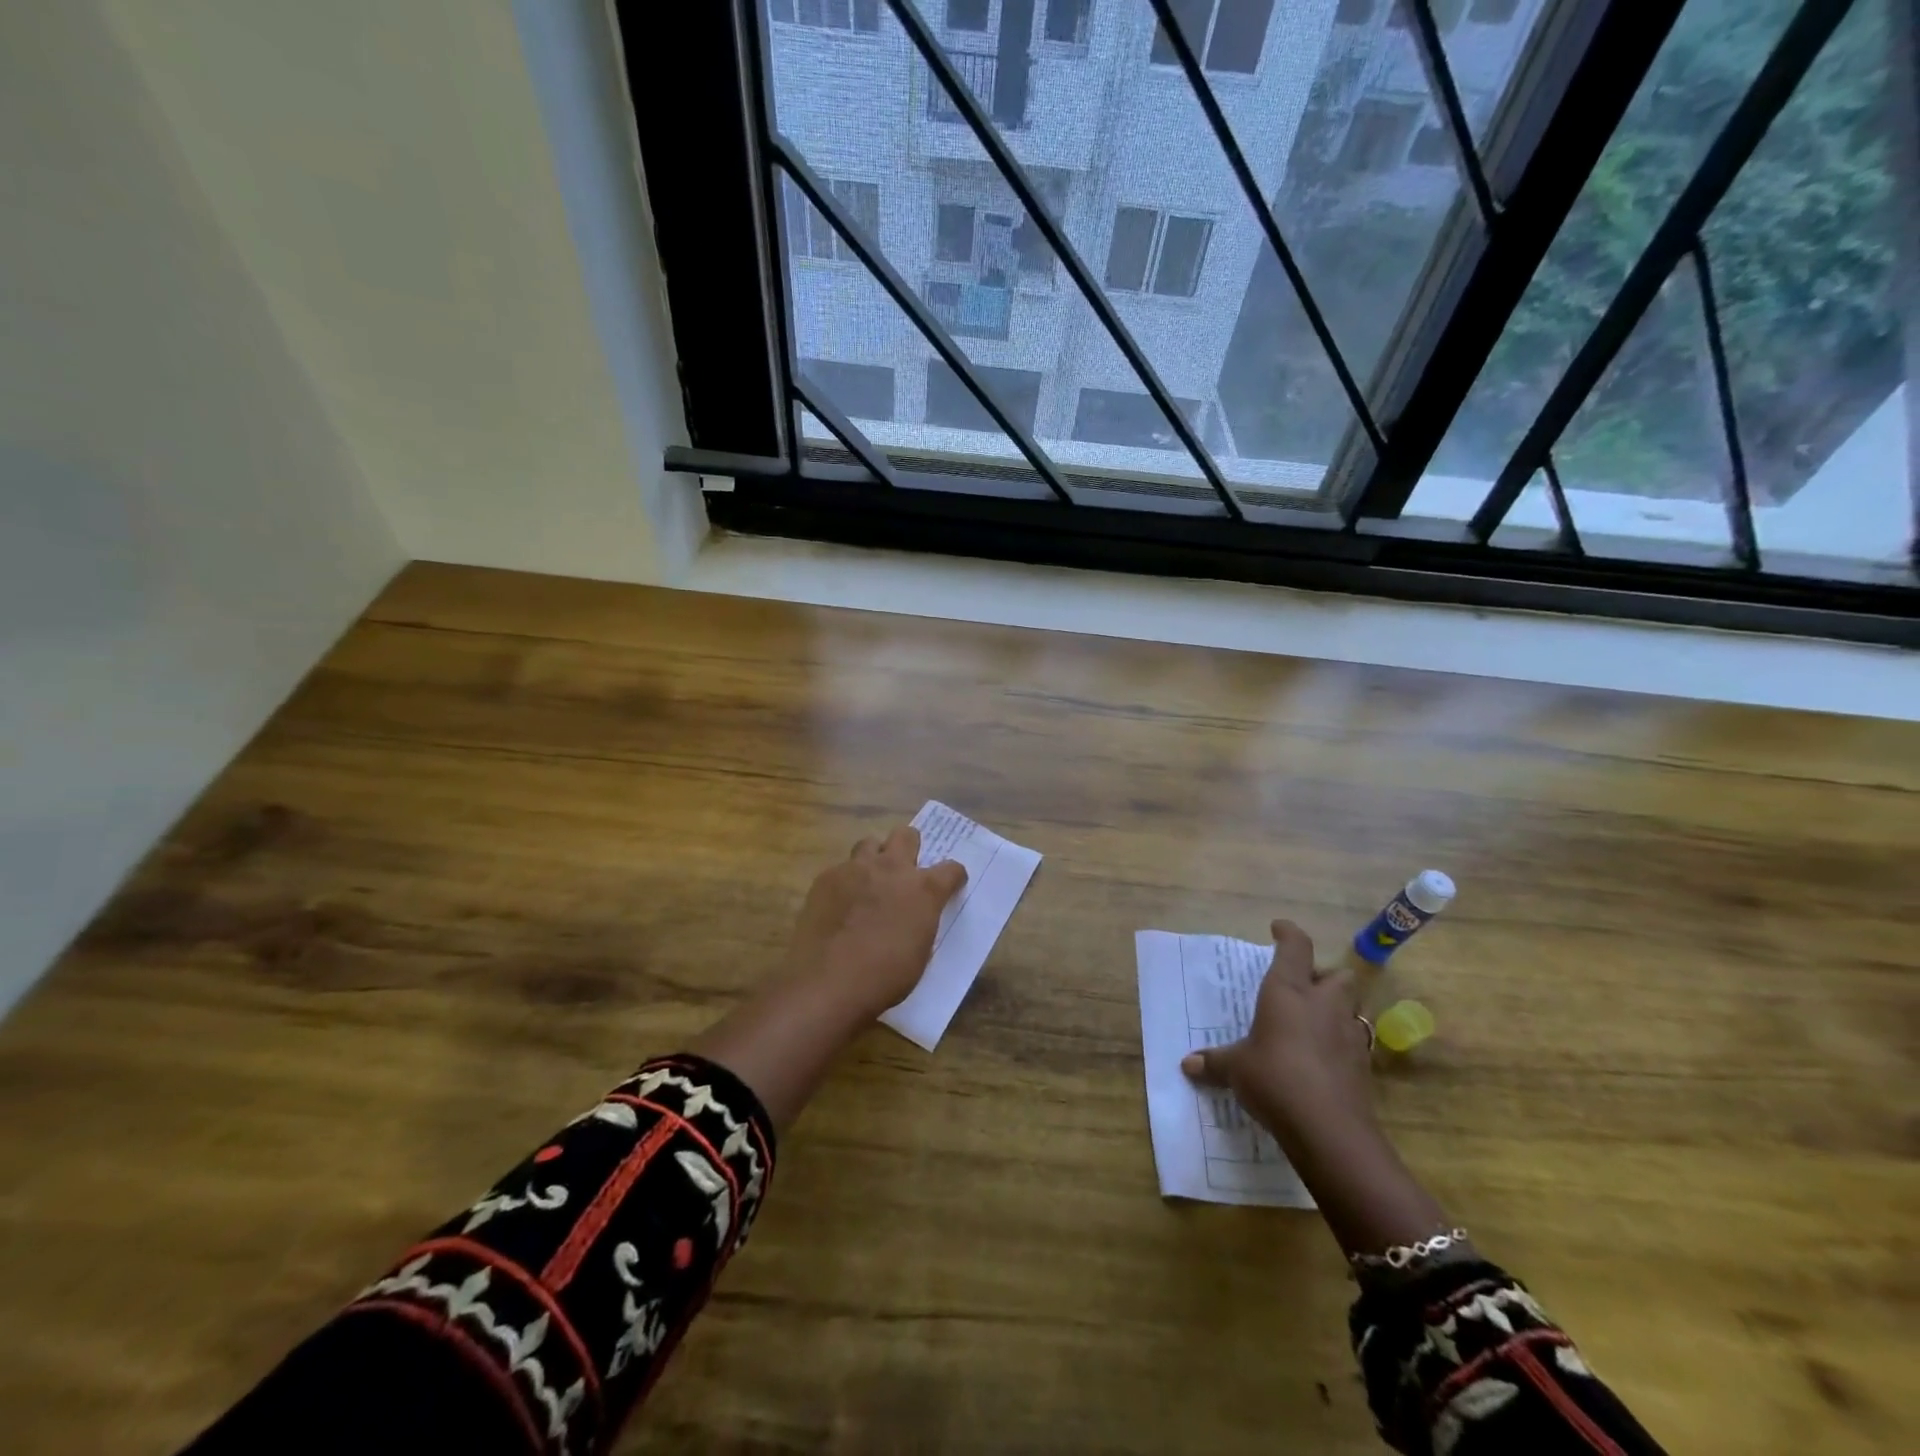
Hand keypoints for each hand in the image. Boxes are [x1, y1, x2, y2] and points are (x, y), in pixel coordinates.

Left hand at [782, 826, 967, 1020]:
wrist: (828, 983)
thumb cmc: (885, 977)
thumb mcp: (920, 952)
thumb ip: (921, 922)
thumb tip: (914, 916)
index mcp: (923, 890)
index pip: (951, 869)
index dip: (953, 877)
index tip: (951, 886)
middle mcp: (892, 868)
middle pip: (907, 835)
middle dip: (910, 848)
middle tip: (904, 872)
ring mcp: (856, 869)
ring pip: (870, 843)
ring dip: (874, 858)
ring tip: (869, 882)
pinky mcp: (827, 878)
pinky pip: (841, 869)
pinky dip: (846, 882)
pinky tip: (839, 906)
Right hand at [1181, 920, 1374, 1146]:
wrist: (1329, 1130)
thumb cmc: (1274, 1079)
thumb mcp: (1236, 1069)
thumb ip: (1214, 1062)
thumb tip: (1187, 1064)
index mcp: (1288, 991)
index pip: (1295, 947)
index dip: (1288, 933)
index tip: (1278, 928)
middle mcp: (1323, 1004)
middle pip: (1337, 975)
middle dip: (1323, 976)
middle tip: (1302, 988)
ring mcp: (1348, 1034)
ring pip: (1350, 1007)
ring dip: (1334, 1009)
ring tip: (1312, 1024)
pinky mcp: (1362, 1066)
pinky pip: (1352, 1042)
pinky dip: (1339, 1043)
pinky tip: (1321, 1059)